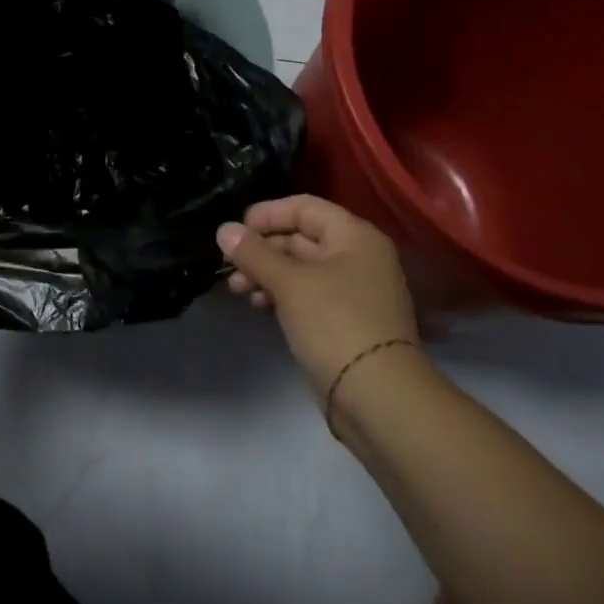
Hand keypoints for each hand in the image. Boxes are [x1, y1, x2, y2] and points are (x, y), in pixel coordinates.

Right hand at [217, 195, 419, 398]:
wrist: (379, 396)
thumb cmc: (335, 323)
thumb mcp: (288, 283)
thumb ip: (253, 253)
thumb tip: (224, 229)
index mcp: (354, 236)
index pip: (304, 207)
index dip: (266, 214)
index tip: (234, 230)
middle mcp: (358, 256)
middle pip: (301, 237)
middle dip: (261, 249)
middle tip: (228, 264)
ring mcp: (353, 290)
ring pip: (300, 268)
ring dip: (266, 273)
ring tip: (237, 288)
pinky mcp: (345, 320)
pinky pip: (307, 294)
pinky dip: (281, 294)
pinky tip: (258, 304)